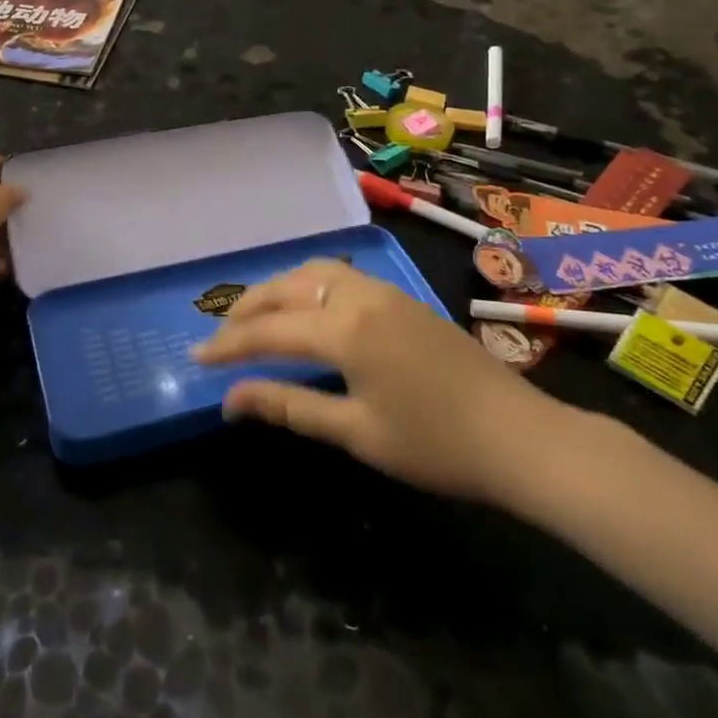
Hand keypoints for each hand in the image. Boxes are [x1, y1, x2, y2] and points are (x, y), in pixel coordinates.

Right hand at [195, 259, 574, 510]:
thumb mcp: (355, 432)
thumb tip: (231, 401)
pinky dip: (308, 286)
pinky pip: (340, 277)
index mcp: (344, 330)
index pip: (268, 331)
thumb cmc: (435, 444)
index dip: (228, 346)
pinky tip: (307, 311)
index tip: (196, 358)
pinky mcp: (402, 299)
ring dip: (279, 290)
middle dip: (248, 308)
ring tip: (258, 318)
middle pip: (287, 288)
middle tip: (221, 336)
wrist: (521, 437)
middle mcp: (359, 296)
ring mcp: (385, 292)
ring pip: (314, 273)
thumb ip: (289, 407)